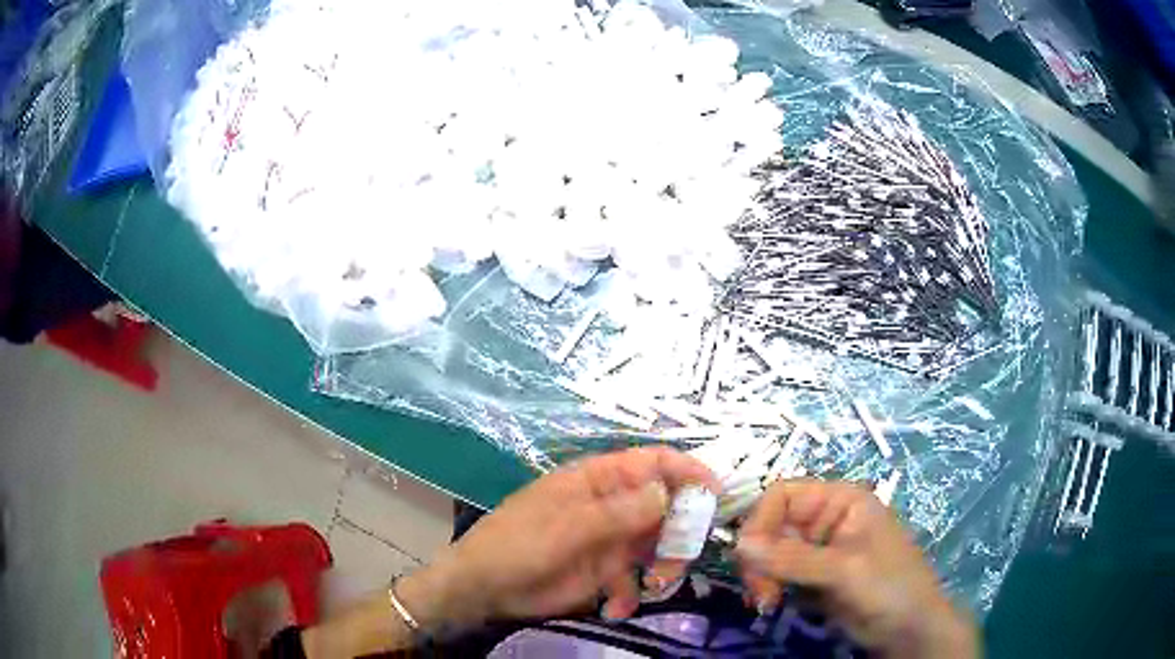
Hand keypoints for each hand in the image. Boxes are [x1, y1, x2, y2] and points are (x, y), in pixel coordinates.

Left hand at [401, 447, 718, 629]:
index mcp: (598, 480)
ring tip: (656, 584)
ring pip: (659, 543)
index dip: (686, 471)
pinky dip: (635, 593)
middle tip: (683, 553)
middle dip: (682, 527)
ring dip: (666, 563)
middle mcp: (611, 506)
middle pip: (665, 504)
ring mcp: (610, 540)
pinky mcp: (606, 572)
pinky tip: (619, 607)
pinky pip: (637, 578)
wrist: (484, 588)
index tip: (714, 493)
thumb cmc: (518, 544)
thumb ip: (618, 512)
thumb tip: (667, 493)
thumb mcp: (566, 526)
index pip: (652, 462)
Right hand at [735, 480, 977, 658]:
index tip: (747, 559)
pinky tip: (772, 606)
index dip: (760, 523)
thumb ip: (791, 558)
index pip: (783, 495)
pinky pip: (778, 575)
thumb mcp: (843, 571)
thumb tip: (737, 544)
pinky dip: (769, 589)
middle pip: (772, 526)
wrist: (909, 630)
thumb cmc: (888, 588)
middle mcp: (827, 520)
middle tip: (761, 594)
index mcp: (841, 501)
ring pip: (770, 553)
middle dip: (759, 559)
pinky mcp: (814, 578)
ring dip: (761, 577)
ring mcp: (819, 551)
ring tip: (766, 604)